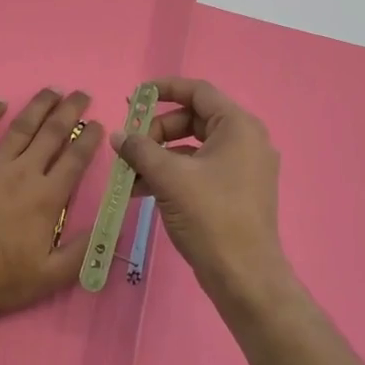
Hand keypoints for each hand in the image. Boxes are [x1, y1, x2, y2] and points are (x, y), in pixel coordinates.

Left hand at [0, 89, 105, 318]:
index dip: (89, 138)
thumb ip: (84, 249)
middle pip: (52, 133)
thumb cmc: (3, 278)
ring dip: (38, 105)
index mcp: (47, 197)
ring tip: (51, 90)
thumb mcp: (53, 274)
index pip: (75, 158)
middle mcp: (23, 173)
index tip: (98, 124)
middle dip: (70, 111)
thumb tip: (111, 225)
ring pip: (20, 127)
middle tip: (81, 94)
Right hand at [113, 77, 292, 308]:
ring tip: (128, 173)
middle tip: (129, 146)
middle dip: (156, 131)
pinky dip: (172, 174)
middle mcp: (245, 140)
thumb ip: (140, 149)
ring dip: (158, 156)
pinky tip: (142, 190)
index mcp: (238, 126)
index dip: (164, 89)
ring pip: (192, 147)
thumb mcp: (169, 178)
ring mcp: (242, 168)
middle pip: (192, 119)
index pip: (198, 91)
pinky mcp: (235, 191)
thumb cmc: (210, 216)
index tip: (134, 98)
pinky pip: (198, 170)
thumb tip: (119, 135)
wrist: (244, 276)